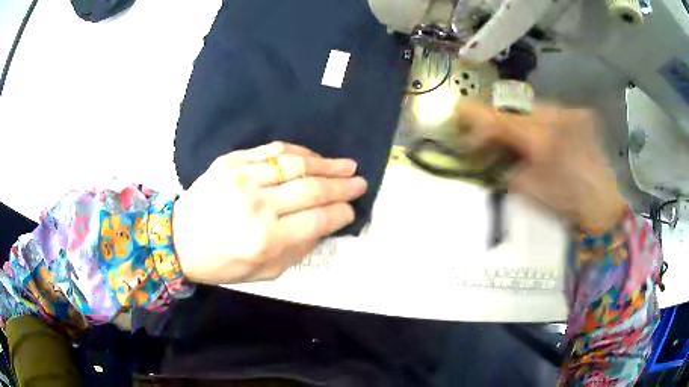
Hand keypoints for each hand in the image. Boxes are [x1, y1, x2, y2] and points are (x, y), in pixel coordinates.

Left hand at [172, 142, 366, 284]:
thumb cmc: (223, 262)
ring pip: (295, 165)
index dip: (341, 213)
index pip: (317, 219)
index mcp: (265, 239)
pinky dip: (299, 152)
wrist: (179, 238)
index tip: (352, 209)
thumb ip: (299, 249)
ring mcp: (242, 178)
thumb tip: (325, 224)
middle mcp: (256, 205)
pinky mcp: (231, 161)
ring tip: (347, 165)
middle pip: (311, 189)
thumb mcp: (265, 273)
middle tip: (360, 181)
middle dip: (342, 186)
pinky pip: (273, 151)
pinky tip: (314, 157)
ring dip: (326, 164)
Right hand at [454, 103, 626, 231]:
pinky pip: (549, 111)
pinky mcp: (579, 115)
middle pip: (516, 108)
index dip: (478, 116)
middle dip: (499, 118)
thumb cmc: (567, 205)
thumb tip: (492, 152)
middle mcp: (557, 118)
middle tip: (488, 130)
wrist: (603, 203)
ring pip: (533, 106)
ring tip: (518, 135)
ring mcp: (570, 113)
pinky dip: (538, 120)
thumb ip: (506, 167)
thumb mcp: (529, 192)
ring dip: (520, 118)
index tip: (460, 111)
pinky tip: (541, 135)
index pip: (502, 120)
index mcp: (543, 141)